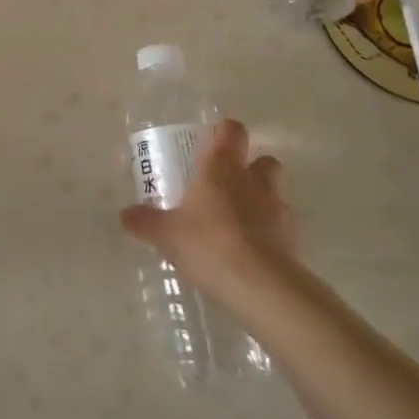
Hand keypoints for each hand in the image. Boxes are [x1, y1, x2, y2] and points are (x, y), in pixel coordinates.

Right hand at [119, 119, 297, 296]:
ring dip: (261, 200)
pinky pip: (281, 227)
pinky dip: (269, 233)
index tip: (209, 144)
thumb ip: (145, 221)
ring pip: (275, 192)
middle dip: (250, 167)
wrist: (262, 287)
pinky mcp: (293, 240)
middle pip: (263, 159)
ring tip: (238, 222)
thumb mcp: (167, 235)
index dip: (223, 133)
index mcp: (223, 167)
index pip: (232, 130)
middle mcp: (254, 180)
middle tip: (226, 184)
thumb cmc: (210, 245)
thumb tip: (125, 214)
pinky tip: (250, 252)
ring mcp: (279, 210)